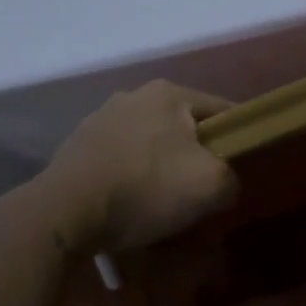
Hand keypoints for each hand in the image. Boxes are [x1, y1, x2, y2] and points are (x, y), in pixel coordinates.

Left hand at [41, 80, 239, 251]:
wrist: (63, 213)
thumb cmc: (145, 187)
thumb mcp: (211, 185)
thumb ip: (232, 178)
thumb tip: (225, 184)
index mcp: (169, 93)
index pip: (221, 109)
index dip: (238, 137)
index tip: (242, 165)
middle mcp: (133, 96)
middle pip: (182, 127)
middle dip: (195, 154)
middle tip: (203, 188)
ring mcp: (100, 119)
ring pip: (149, 143)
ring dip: (160, 167)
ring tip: (164, 203)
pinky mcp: (76, 147)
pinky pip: (119, 160)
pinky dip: (130, 178)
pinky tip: (130, 206)